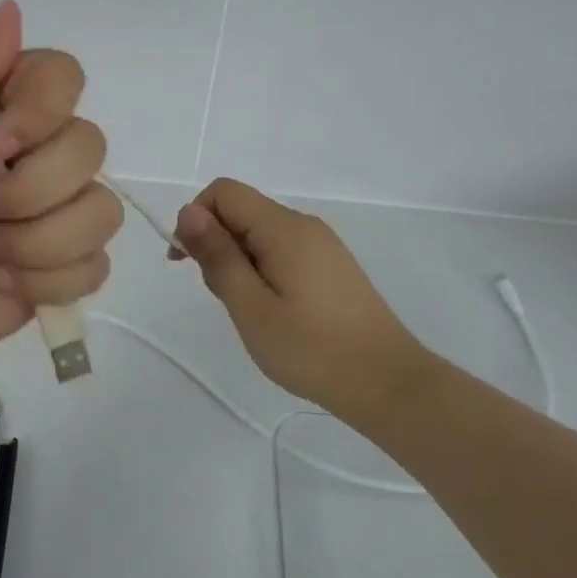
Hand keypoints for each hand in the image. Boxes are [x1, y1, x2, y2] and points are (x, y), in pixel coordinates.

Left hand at [0, 0, 121, 389]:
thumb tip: (11, 7)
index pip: (64, 76)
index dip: (43, 111)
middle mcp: (37, 153)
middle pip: (90, 146)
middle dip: (28, 192)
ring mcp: (56, 212)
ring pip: (102, 211)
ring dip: (36, 243)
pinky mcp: (65, 267)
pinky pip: (96, 264)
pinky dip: (46, 281)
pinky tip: (2, 281)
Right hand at [173, 178, 430, 423]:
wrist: (389, 385)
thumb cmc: (312, 350)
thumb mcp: (251, 307)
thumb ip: (218, 256)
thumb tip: (189, 211)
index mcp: (284, 228)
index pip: (224, 192)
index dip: (196, 218)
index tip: (187, 262)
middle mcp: (303, 225)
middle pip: (241, 211)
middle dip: (217, 244)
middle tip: (226, 298)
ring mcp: (321, 244)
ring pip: (259, 233)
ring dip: (239, 261)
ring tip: (250, 311)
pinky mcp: (331, 265)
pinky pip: (281, 250)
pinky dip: (262, 269)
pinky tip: (273, 311)